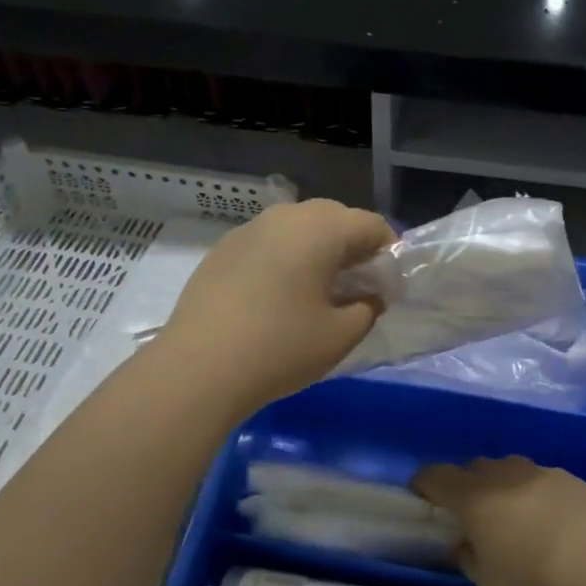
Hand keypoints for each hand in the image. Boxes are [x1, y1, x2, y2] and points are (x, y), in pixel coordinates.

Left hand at [159, 199, 394, 411]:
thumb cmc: (280, 348)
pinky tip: (277, 295)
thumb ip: (367, 309)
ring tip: (317, 289)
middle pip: (334, 217)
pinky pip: (268, 242)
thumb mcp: (340, 336)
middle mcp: (284, 217)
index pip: (370, 224)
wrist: (198, 369)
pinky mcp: (222, 250)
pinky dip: (284, 257)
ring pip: (297, 226)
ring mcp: (248, 230)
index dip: (388, 252)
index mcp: (320, 230)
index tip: (388, 286)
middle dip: (352, 245)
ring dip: (317, 248)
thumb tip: (369, 297)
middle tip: (356, 286)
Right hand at [412, 457, 585, 585]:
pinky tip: (548, 519)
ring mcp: (538, 472)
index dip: (424, 484)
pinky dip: (533, 492)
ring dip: (501, 485)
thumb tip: (463, 543)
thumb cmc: (534, 578)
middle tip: (470, 513)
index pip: (436, 476)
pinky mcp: (569, 478)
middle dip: (465, 484)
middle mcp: (502, 475)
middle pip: (473, 468)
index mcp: (474, 497)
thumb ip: (468, 557)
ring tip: (511, 514)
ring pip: (508, 469)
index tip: (421, 495)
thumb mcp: (488, 580)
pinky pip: (539, 478)